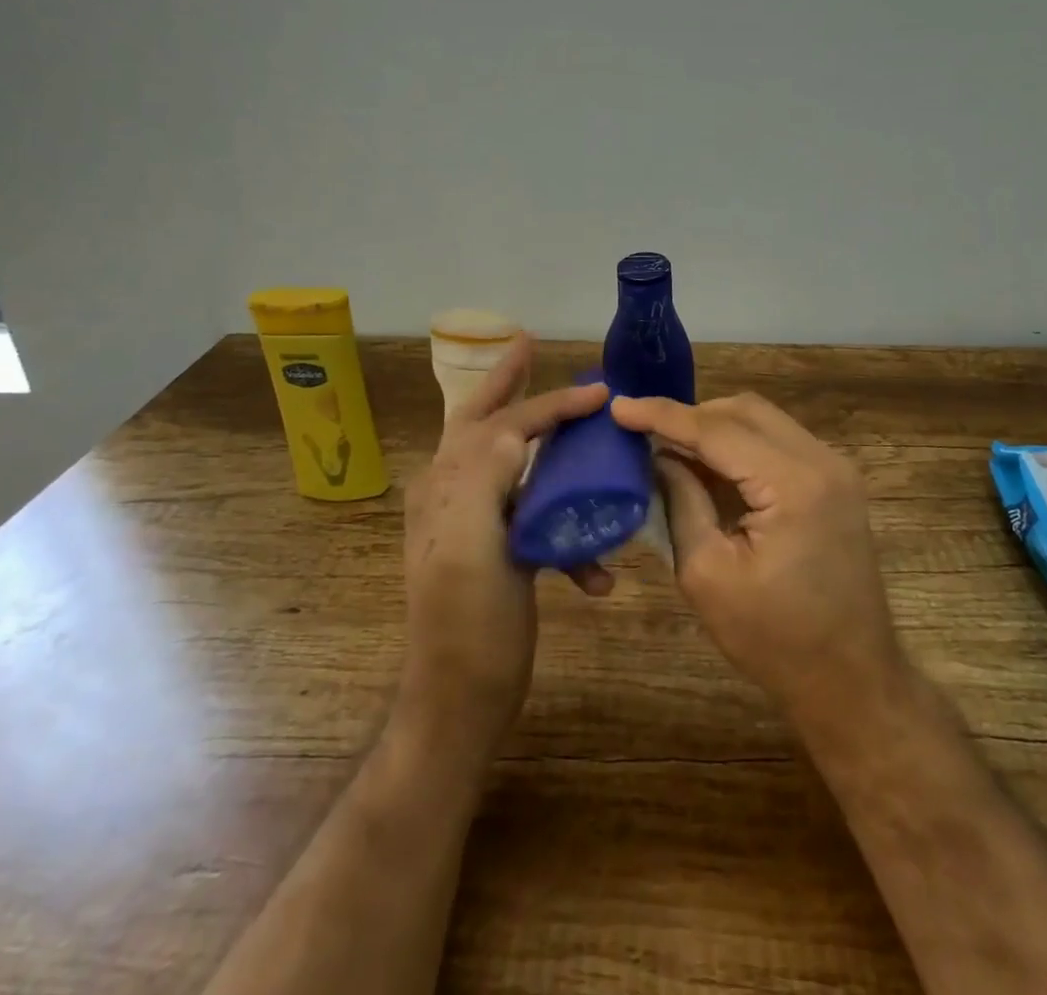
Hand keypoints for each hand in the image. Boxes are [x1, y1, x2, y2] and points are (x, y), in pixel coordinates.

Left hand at [400, 336, 608, 756]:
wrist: (462, 700)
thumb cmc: (468, 626)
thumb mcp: (470, 549)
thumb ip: (482, 479)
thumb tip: (514, 430)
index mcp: (447, 484)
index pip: (504, 423)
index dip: (552, 403)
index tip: (599, 391)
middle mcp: (456, 493)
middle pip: (487, 421)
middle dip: (509, 383)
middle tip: (529, 345)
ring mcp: (478, 522)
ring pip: (519, 465)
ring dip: (556, 455)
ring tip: (585, 431)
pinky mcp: (502, 551)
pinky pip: (539, 519)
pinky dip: (571, 533)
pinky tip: (597, 576)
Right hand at [609, 392, 907, 733]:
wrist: (852, 680)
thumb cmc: (774, 639)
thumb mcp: (707, 574)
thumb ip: (682, 502)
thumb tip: (659, 456)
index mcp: (793, 483)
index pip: (717, 429)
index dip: (663, 415)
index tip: (619, 407)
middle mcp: (822, 460)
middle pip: (745, 411)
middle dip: (691, 416)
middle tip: (646, 433)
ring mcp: (836, 468)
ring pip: (763, 420)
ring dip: (716, 428)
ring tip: (671, 448)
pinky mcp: (836, 482)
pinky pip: (779, 442)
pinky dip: (741, 446)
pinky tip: (710, 467)